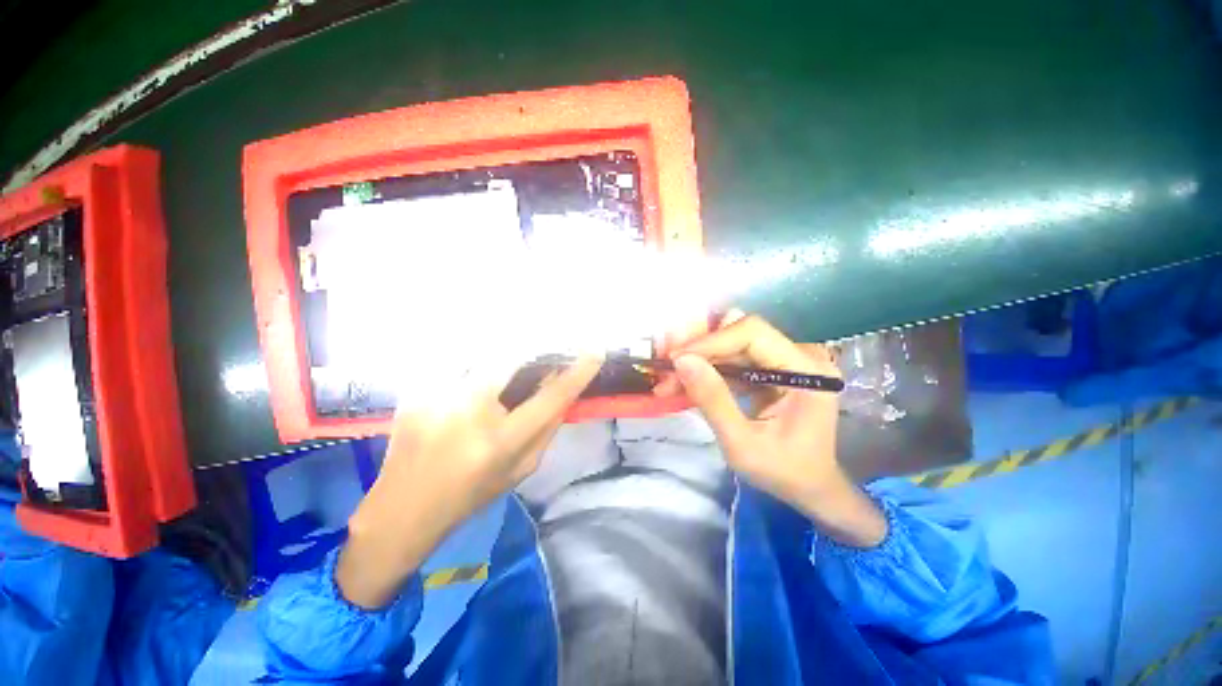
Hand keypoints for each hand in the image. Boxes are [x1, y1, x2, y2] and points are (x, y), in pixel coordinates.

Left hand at [336, 355, 603, 608]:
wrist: (402, 509)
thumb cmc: (471, 494)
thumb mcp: (520, 470)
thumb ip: (546, 428)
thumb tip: (564, 393)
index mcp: (501, 441)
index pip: (551, 397)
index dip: (577, 373)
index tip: (595, 352)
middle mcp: (469, 413)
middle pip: (513, 359)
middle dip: (534, 348)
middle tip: (544, 347)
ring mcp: (437, 397)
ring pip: (483, 354)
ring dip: (502, 353)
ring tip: (504, 357)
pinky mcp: (415, 391)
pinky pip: (455, 361)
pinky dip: (473, 361)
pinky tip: (472, 371)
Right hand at [660, 311, 885, 547]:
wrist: (810, 487)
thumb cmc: (783, 472)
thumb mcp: (742, 444)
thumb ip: (713, 400)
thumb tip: (681, 361)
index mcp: (806, 370)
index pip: (752, 333)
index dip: (710, 342)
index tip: (675, 360)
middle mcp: (799, 355)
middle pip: (739, 334)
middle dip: (698, 352)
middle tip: (666, 372)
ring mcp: (785, 359)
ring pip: (731, 344)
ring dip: (699, 360)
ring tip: (670, 381)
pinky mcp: (771, 367)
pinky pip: (733, 357)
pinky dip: (707, 369)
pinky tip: (686, 383)